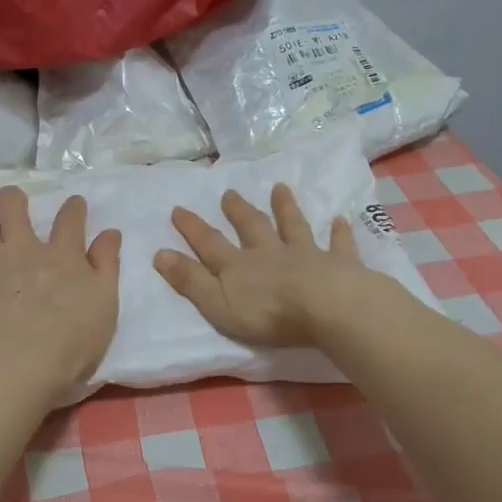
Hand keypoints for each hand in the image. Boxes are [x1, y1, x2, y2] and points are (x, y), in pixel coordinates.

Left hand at [0, 187, 121, 396]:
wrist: (17, 368)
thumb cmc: (70, 344)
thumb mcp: (105, 305)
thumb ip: (106, 266)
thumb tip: (110, 233)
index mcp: (62, 256)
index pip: (70, 219)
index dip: (74, 207)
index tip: (75, 203)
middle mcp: (23, 249)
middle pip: (12, 205)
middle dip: (13, 198)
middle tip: (14, 205)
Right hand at [154, 183, 366, 346]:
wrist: (327, 307)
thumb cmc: (268, 313)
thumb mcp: (217, 303)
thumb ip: (190, 280)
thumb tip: (159, 254)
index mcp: (239, 266)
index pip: (210, 243)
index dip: (192, 228)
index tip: (178, 209)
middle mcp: (270, 254)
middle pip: (252, 228)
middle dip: (238, 211)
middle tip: (229, 193)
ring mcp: (306, 255)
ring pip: (292, 227)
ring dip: (285, 208)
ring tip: (280, 188)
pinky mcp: (339, 265)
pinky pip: (338, 245)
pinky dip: (339, 233)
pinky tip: (341, 220)